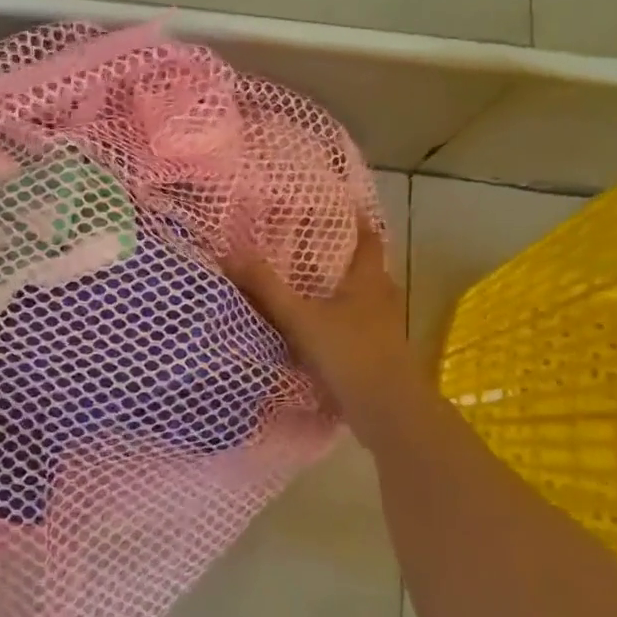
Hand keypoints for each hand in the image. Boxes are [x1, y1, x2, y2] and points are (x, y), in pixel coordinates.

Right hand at [225, 220, 423, 438]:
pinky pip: (359, 329)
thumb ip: (266, 288)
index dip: (359, 223)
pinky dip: (342, 324)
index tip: (345, 208)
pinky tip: (320, 332)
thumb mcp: (300, 318)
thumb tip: (230, 254)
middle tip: (317, 248)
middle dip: (346, 259)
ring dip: (344, 294)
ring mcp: (384, 330)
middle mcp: (382, 300)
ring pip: (364, 301)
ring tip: (313, 289)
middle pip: (369, 271)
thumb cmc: (348, 352)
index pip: (369, 241)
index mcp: (368, 281)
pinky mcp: (380, 356)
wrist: (386, 409)